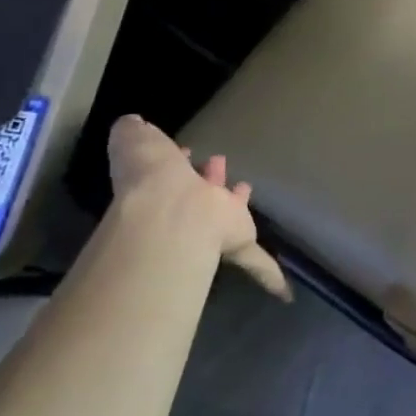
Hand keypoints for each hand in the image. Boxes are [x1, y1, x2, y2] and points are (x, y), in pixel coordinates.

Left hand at [107, 115, 291, 300]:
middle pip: (199, 189)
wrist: (172, 215)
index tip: (186, 152)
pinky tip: (284, 292)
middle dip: (207, 177)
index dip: (176, 161)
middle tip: (217, 164)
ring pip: (227, 212)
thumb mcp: (137, 142)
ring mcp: (212, 224)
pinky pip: (258, 263)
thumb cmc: (155, 177)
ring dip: (233, 201)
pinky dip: (271, 277)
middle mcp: (188, 203)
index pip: (171, 168)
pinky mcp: (239, 244)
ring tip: (245, 187)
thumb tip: (132, 122)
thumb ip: (133, 131)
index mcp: (164, 179)